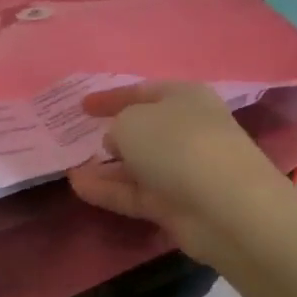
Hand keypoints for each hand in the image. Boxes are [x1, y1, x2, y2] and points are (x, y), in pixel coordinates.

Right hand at [68, 82, 286, 261]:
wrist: (225, 206)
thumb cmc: (177, 144)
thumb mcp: (132, 121)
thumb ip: (117, 125)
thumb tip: (118, 141)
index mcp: (184, 97)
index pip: (142, 91)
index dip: (111, 96)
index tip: (82, 105)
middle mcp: (187, 130)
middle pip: (144, 130)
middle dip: (112, 134)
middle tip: (78, 138)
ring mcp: (184, 170)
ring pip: (138, 165)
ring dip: (105, 167)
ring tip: (70, 168)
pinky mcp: (177, 205)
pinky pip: (136, 193)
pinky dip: (109, 190)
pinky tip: (78, 187)